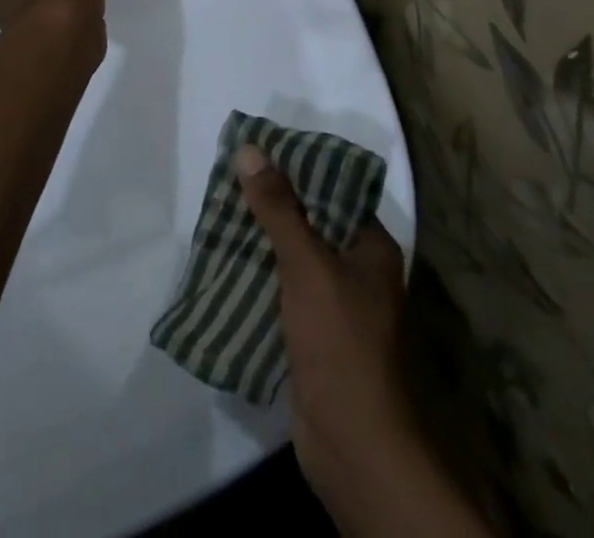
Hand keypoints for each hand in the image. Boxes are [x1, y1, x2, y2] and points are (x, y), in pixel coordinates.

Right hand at [237, 146, 477, 536]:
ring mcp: (336, 304)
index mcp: (371, 247)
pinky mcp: (314, 333)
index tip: (261, 150)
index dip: (299, 167)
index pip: (335, 190)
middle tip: (232, 176)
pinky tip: (228, 259)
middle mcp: (358, 270)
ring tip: (222, 209)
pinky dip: (260, 273)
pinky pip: (284, 288)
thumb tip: (249, 150)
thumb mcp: (306, 264)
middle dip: (273, 202)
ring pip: (294, 255)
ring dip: (262, 238)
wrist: (350, 444)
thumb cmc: (338, 341)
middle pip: (312, 221)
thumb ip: (278, 208)